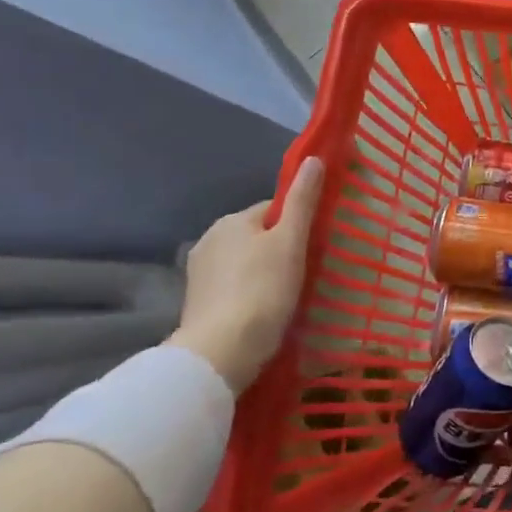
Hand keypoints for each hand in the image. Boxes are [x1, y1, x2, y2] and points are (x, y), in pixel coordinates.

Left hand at [169, 159, 323, 391]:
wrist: (221, 352)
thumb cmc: (263, 289)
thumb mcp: (291, 241)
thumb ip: (302, 201)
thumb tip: (313, 159)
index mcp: (232, 221)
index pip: (273, 210)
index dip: (296, 225)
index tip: (313, 247)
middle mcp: (209, 240)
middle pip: (257, 236)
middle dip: (278, 249)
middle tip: (304, 273)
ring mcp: (199, 274)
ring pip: (244, 262)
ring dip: (263, 273)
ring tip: (286, 297)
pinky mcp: (197, 304)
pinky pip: (233, 287)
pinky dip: (249, 294)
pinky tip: (263, 311)